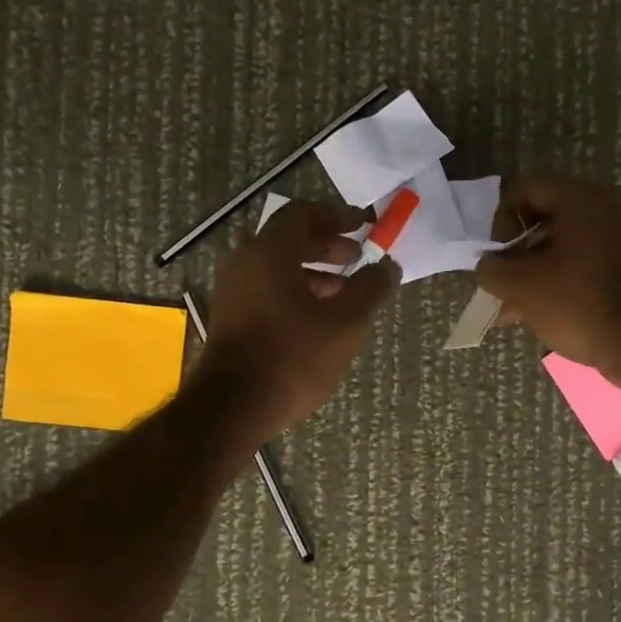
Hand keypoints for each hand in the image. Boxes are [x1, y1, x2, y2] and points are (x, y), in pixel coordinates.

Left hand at [196, 200, 399, 438]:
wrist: (232, 407)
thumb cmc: (292, 357)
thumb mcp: (344, 324)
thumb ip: (370, 289)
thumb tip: (388, 266)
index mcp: (269, 252)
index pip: (302, 214)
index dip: (337, 216)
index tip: (364, 226)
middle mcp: (245, 263)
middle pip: (289, 240)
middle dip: (327, 245)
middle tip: (358, 257)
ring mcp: (234, 292)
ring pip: (278, 268)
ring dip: (314, 272)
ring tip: (346, 291)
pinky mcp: (232, 319)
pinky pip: (268, 291)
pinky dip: (297, 292)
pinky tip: (319, 319)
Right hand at [475, 177, 620, 378]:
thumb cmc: (576, 304)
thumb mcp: (520, 286)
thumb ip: (491, 270)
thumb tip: (486, 266)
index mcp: (579, 200)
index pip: (524, 189)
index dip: (501, 221)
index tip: (499, 256)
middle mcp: (600, 210)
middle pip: (539, 218)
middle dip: (513, 252)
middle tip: (501, 283)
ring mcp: (614, 239)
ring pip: (556, 246)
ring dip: (528, 272)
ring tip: (509, 308)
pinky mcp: (619, 267)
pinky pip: (575, 265)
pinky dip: (552, 282)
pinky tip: (531, 314)